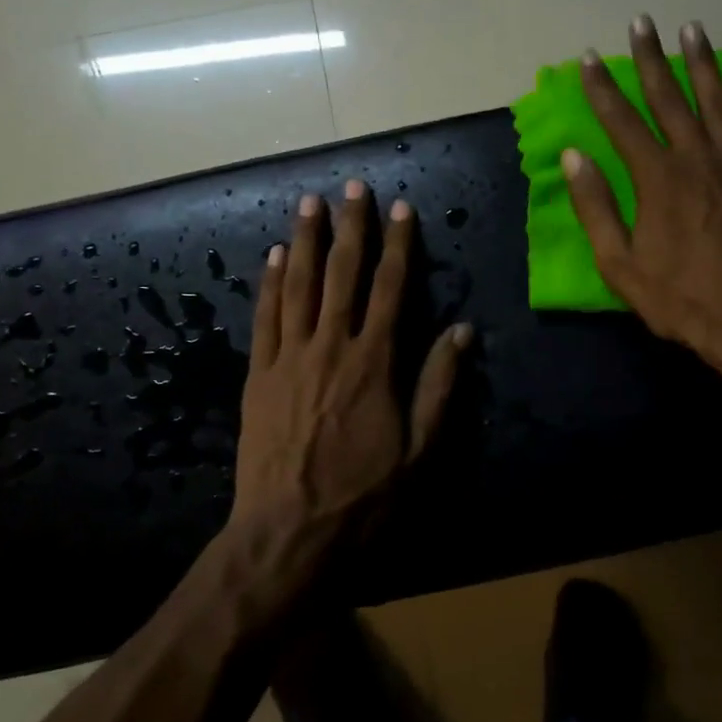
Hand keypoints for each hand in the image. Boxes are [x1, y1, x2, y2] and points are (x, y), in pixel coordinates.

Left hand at [234, 181, 471, 539]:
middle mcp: (331, 347)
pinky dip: (270, 284)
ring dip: (306, 241)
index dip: (398, 246)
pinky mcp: (259, 375)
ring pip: (299, 286)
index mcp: (374, 363)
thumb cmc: (363, 497)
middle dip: (351, 228)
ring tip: (310, 203)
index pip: (390, 289)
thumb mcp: (420, 451)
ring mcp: (289, 358)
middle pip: (342, 274)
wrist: (288, 534)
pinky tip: (275, 257)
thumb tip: (461, 330)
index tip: (402, 209)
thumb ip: (439, 386)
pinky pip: (265, 318)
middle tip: (354, 187)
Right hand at [563, 16, 721, 384]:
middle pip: (670, 98)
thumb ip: (596, 208)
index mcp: (657, 179)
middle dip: (651, 59)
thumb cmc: (683, 300)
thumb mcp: (621, 265)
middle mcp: (698, 158)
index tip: (590, 58)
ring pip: (719, 100)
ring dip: (703, 63)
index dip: (603, 88)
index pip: (622, 121)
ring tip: (692, 29)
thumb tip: (574, 157)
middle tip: (641, 23)